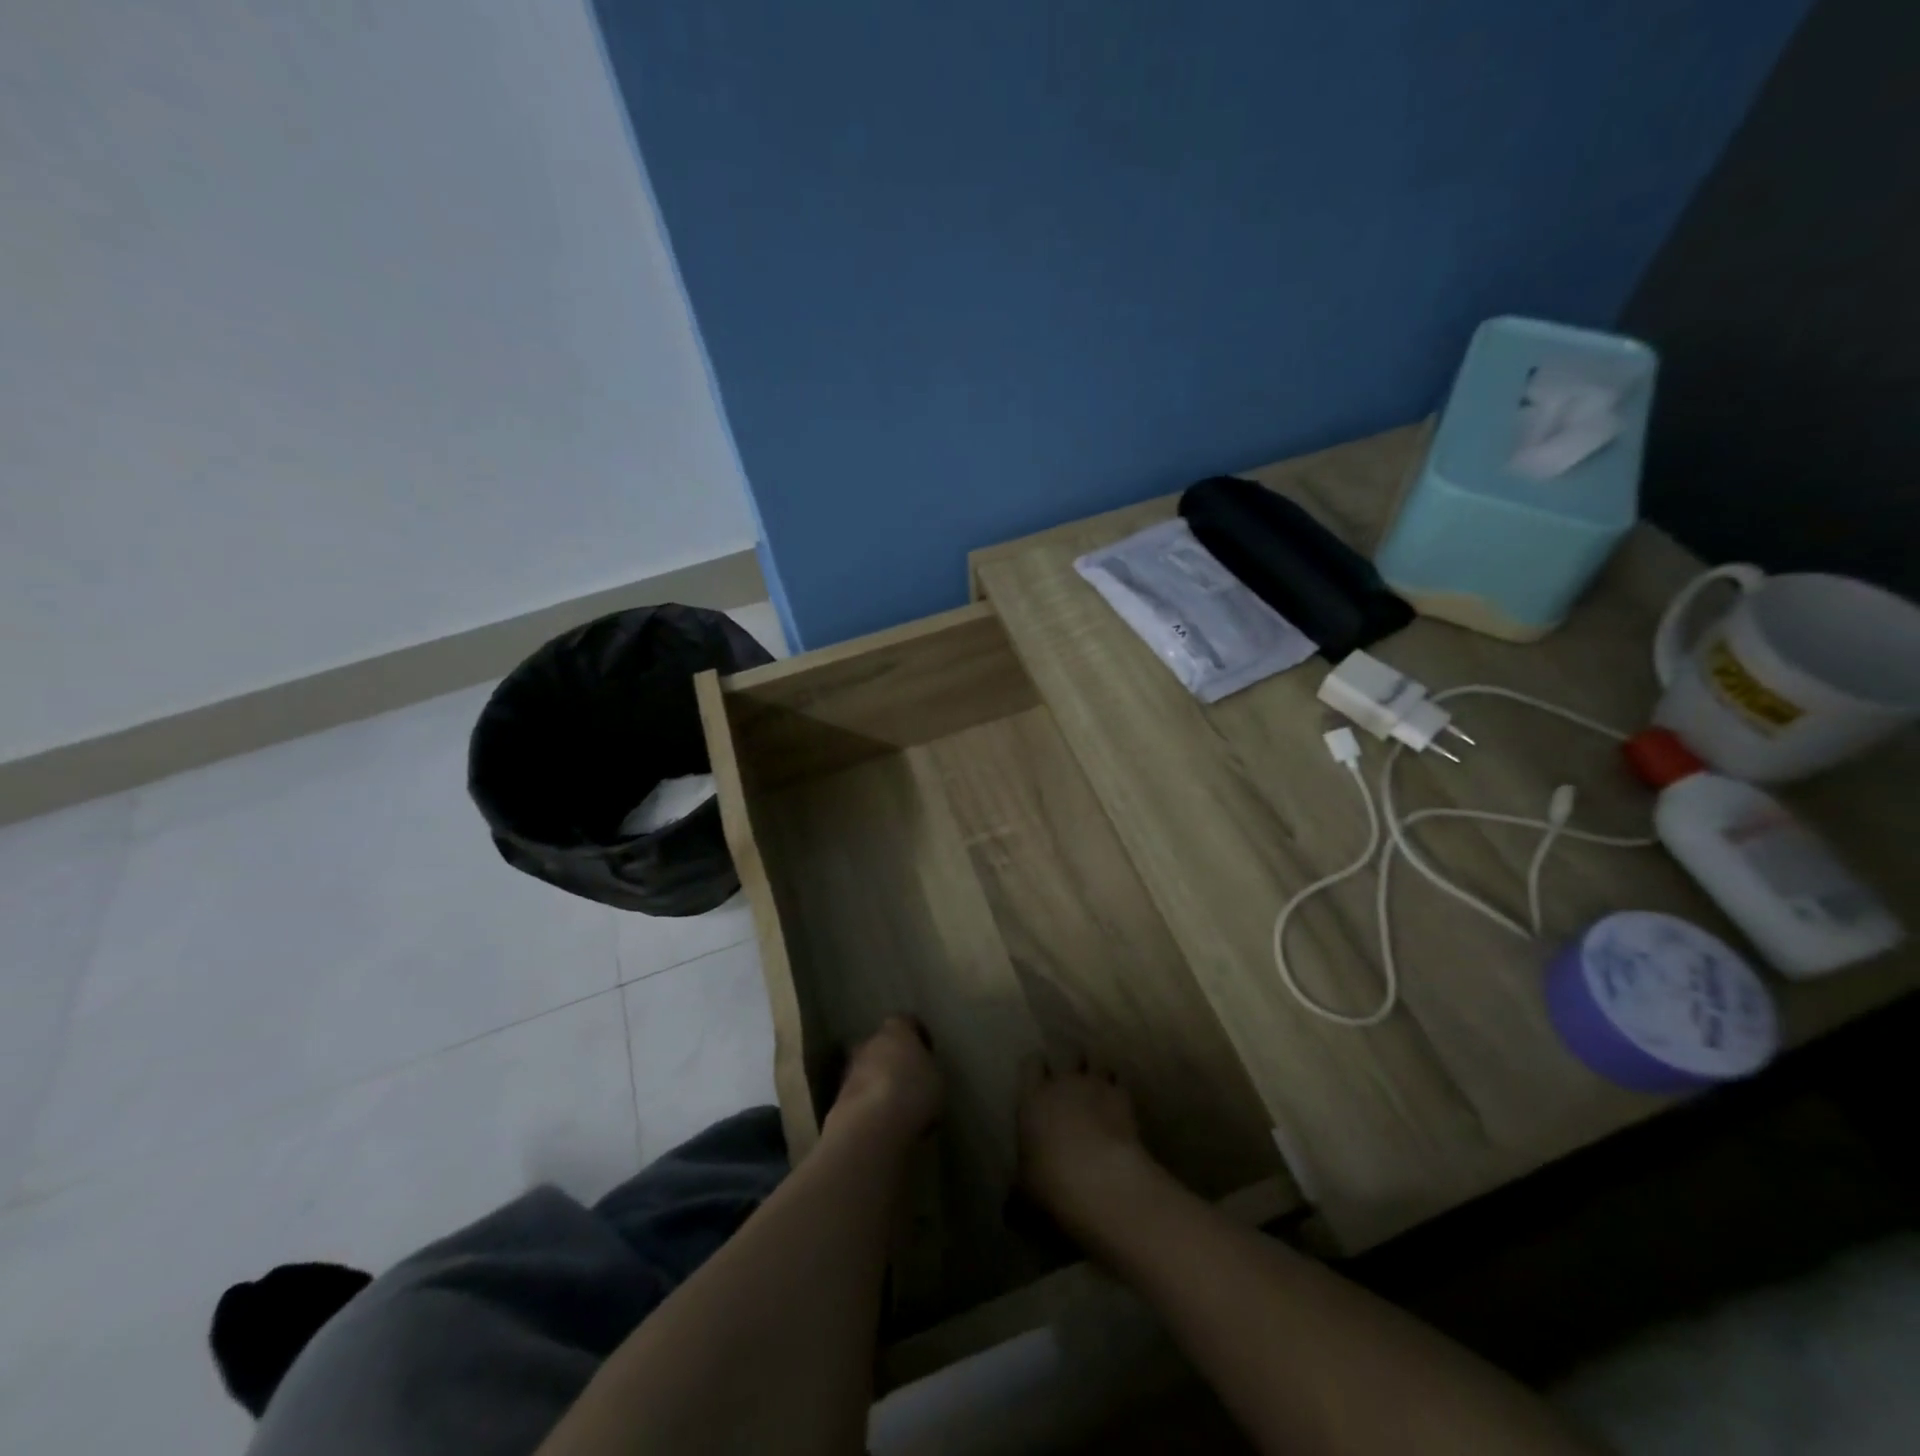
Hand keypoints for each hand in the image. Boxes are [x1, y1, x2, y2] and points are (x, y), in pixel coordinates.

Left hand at [826, 1015, 943, 1145]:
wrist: (870, 1125)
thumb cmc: (912, 1091)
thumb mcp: (937, 1078)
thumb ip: (928, 1068)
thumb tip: (922, 1071)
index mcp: (896, 1029)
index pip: (908, 1022)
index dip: (919, 1036)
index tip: (929, 1053)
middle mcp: (870, 1042)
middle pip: (884, 1045)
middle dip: (896, 1060)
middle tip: (912, 1080)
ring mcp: (851, 1069)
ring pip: (870, 1070)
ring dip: (882, 1083)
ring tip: (900, 1106)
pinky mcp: (840, 1097)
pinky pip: (862, 1095)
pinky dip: (872, 1104)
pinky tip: (886, 1122)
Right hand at [1017, 1054, 1157, 1234]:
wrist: (1104, 1183)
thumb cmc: (1053, 1186)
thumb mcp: (1024, 1197)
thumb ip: (1017, 1193)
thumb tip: (1010, 1207)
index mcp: (1032, 1099)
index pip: (1030, 1064)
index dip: (1036, 1070)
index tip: (1039, 1082)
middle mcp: (1063, 1083)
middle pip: (1068, 1054)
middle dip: (1072, 1065)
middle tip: (1073, 1083)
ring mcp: (1096, 1086)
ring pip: (1098, 1062)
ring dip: (1099, 1074)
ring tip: (1100, 1089)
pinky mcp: (1125, 1099)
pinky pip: (1121, 1084)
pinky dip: (1120, 1093)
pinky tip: (1122, 1109)